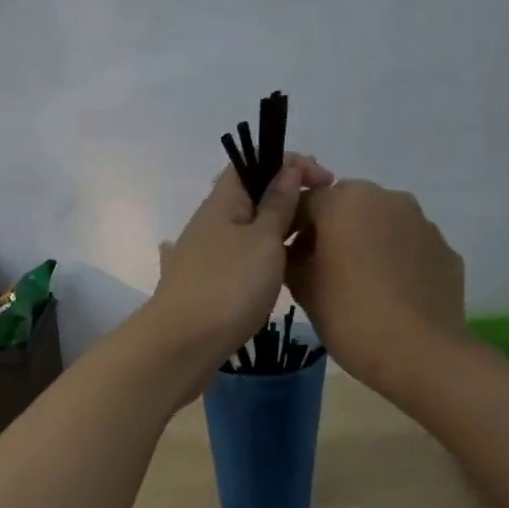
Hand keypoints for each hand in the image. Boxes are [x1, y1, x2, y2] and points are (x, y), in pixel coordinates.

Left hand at [142, 153, 332, 392]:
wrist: (183, 344)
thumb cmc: (229, 286)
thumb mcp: (264, 240)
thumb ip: (277, 205)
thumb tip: (285, 170)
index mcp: (221, 202)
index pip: (252, 163)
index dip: (289, 163)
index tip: (325, 181)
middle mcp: (208, 223)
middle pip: (249, 197)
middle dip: (285, 198)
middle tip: (319, 216)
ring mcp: (202, 255)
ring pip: (244, 230)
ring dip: (273, 231)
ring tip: (303, 245)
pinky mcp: (204, 285)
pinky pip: (237, 259)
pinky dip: (258, 258)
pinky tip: (271, 271)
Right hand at [286, 179, 467, 392]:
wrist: (418, 352)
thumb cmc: (349, 316)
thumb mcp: (303, 289)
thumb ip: (292, 260)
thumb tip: (296, 254)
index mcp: (345, 202)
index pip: (306, 201)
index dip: (292, 228)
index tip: (286, 257)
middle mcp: (387, 199)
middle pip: (347, 206)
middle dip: (331, 230)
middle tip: (320, 268)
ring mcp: (422, 222)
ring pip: (381, 224)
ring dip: (365, 242)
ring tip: (357, 283)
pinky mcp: (445, 249)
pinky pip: (409, 246)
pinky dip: (394, 260)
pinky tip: (388, 294)